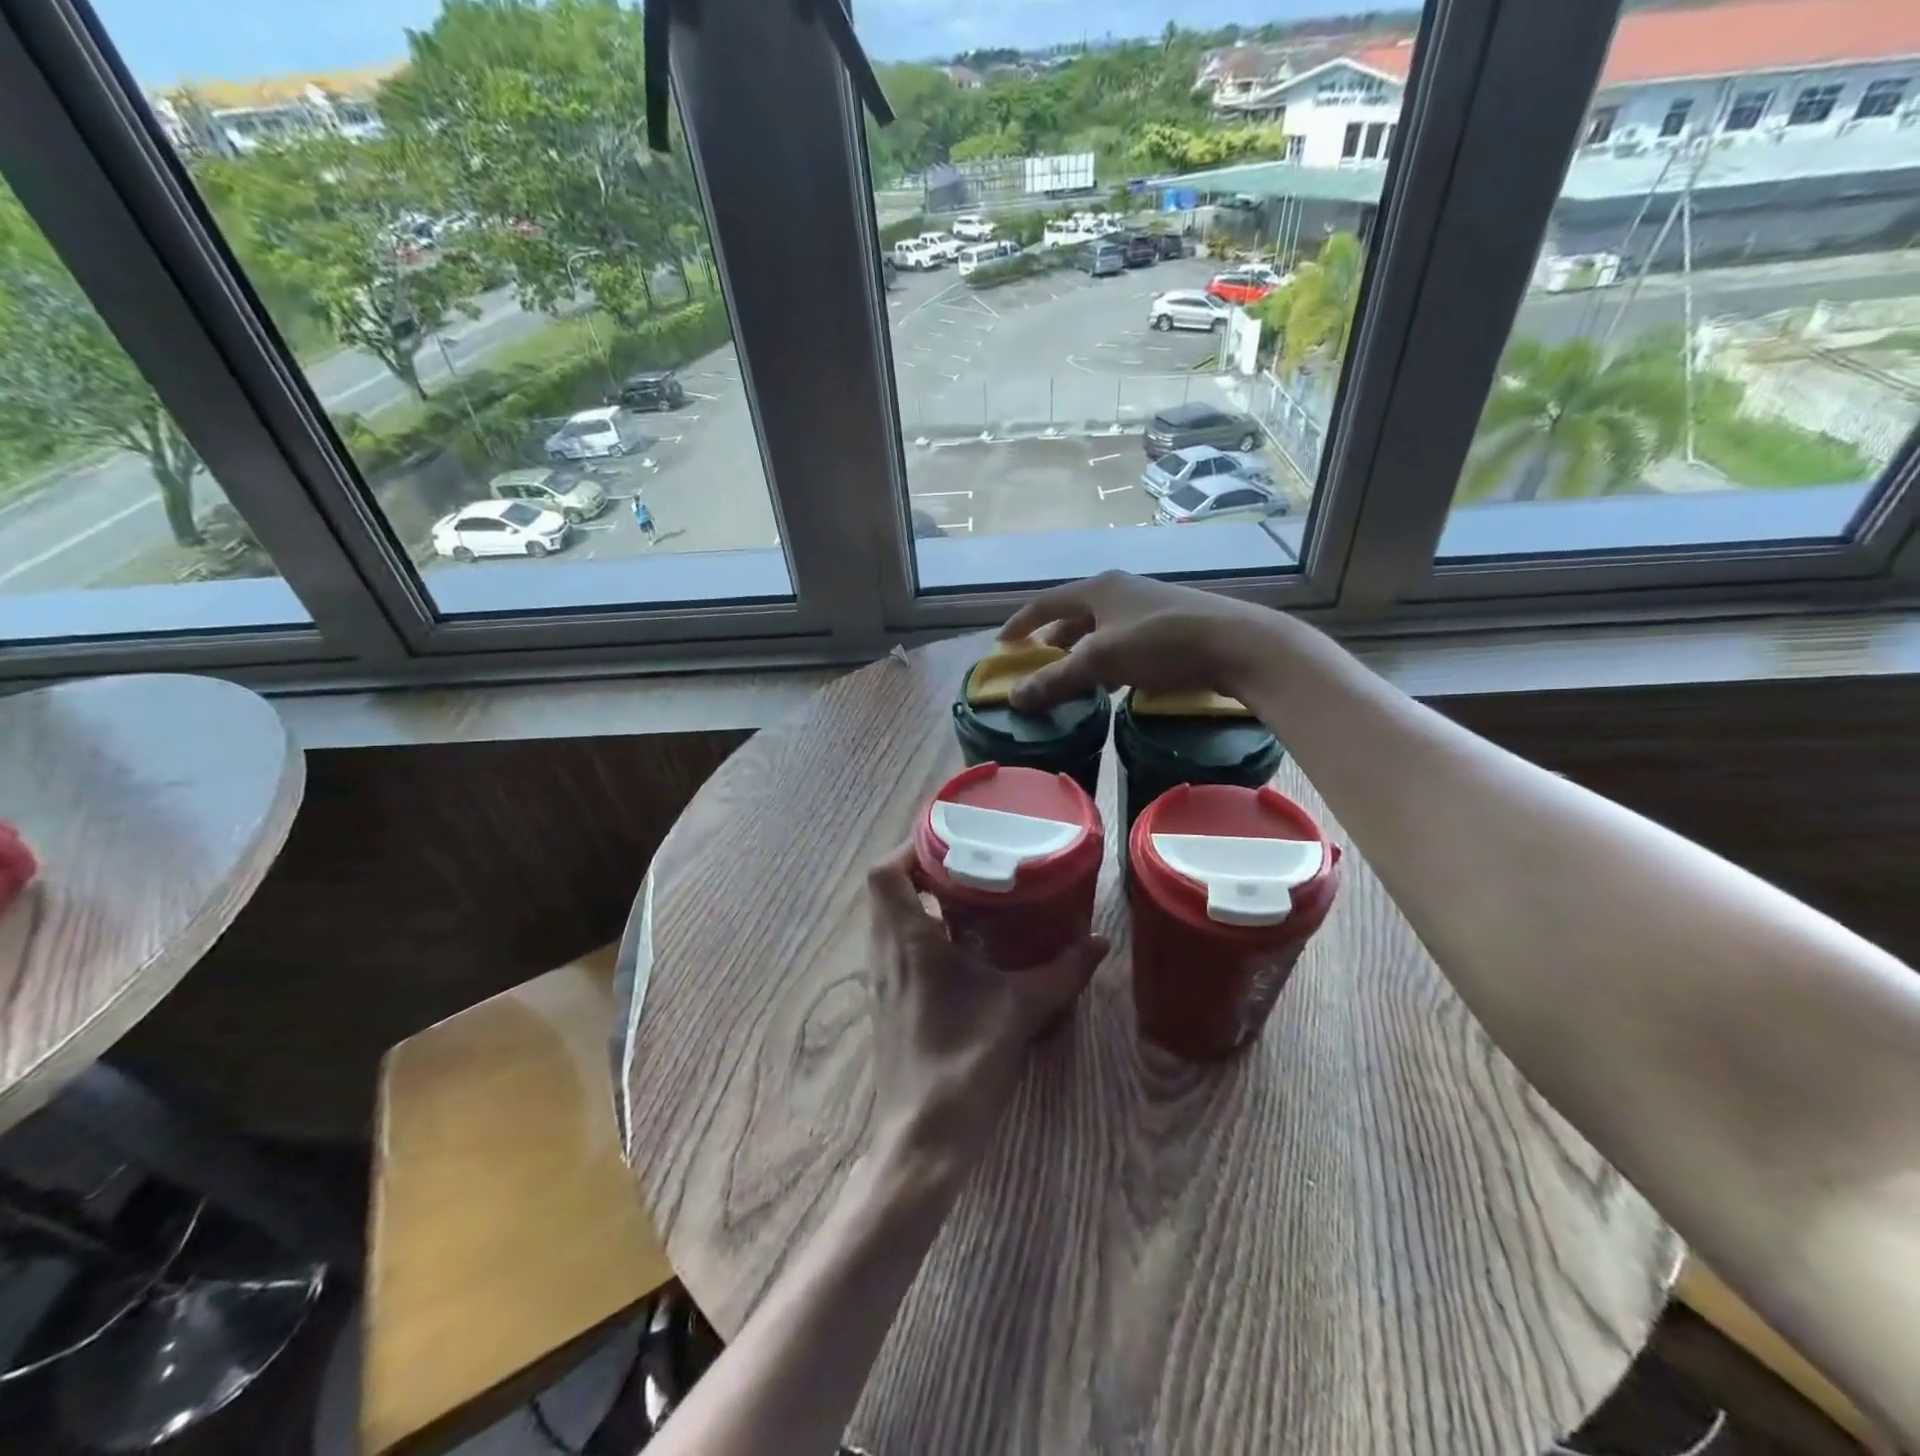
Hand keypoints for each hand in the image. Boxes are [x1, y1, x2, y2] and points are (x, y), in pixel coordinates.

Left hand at [864, 844, 1106, 1179]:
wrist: (920, 1140)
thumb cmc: (963, 1065)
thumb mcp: (1020, 1011)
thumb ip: (1061, 973)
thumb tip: (1099, 941)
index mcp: (907, 942)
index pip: (885, 872)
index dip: (910, 847)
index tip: (951, 840)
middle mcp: (885, 953)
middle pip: (886, 889)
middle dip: (923, 868)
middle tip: (969, 862)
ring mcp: (882, 980)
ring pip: (889, 918)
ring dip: (921, 900)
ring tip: (970, 895)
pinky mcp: (889, 1002)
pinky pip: (897, 946)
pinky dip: (922, 931)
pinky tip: (963, 946)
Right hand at [999, 571, 1274, 711]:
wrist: (1237, 644)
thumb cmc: (1161, 643)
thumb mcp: (1102, 661)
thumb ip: (1056, 679)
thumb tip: (1014, 698)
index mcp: (1099, 588)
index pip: (1046, 603)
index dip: (1021, 623)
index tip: (1002, 644)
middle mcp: (1122, 590)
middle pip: (1075, 615)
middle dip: (1053, 640)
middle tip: (1037, 664)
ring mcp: (1149, 607)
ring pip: (1102, 630)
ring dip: (1082, 653)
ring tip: (1070, 678)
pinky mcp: (1171, 626)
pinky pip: (1125, 641)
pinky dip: (1109, 660)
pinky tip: (1113, 683)